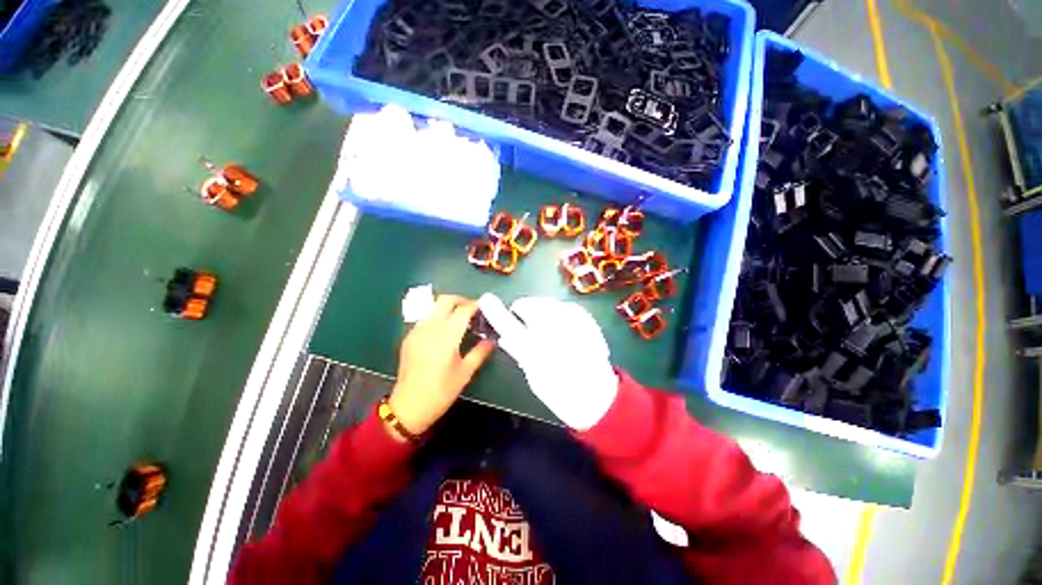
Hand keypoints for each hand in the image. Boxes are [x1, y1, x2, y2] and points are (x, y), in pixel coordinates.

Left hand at [388, 295, 494, 439]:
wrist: (410, 404)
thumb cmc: (441, 392)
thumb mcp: (465, 373)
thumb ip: (479, 353)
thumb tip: (491, 340)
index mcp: (446, 337)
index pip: (462, 310)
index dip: (475, 306)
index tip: (485, 309)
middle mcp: (430, 328)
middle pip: (445, 300)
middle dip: (460, 301)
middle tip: (473, 311)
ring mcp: (416, 331)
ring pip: (433, 307)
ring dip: (447, 308)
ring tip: (459, 320)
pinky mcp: (409, 337)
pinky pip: (425, 319)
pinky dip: (436, 317)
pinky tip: (443, 332)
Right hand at [477, 294, 617, 429]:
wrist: (598, 399)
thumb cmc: (562, 396)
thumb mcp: (535, 379)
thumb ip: (521, 354)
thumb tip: (505, 338)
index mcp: (538, 353)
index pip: (509, 326)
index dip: (495, 311)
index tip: (485, 299)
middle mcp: (556, 335)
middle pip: (533, 307)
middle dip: (523, 309)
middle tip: (520, 318)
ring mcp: (576, 327)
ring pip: (551, 304)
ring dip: (541, 308)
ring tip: (542, 323)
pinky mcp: (590, 325)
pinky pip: (569, 308)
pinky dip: (561, 312)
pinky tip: (561, 324)